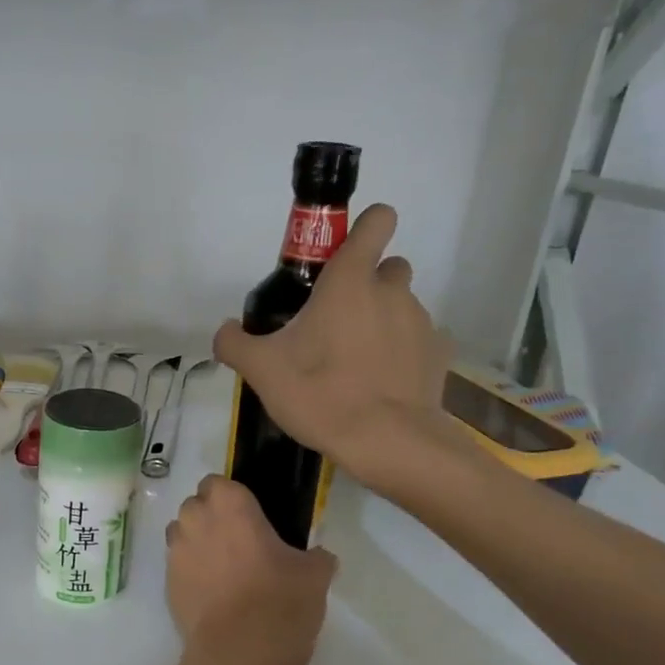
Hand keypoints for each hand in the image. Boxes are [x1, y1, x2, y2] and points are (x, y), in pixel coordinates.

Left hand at [164, 475, 336, 664]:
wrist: (239, 654)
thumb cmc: (280, 601)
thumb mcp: (315, 575)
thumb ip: (316, 557)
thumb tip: (319, 556)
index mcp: (230, 505)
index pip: (218, 482)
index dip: (231, 496)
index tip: (250, 516)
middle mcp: (195, 520)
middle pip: (196, 506)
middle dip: (211, 517)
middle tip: (240, 542)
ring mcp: (176, 553)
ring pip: (181, 534)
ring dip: (197, 542)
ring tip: (224, 569)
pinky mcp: (167, 584)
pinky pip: (178, 567)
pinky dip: (191, 573)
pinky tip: (214, 595)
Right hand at [213, 203, 468, 491]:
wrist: (387, 443)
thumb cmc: (321, 394)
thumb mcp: (261, 370)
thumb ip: (234, 343)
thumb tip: (226, 331)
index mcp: (350, 281)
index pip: (376, 221)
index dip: (364, 227)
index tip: (342, 254)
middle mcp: (392, 291)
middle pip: (388, 266)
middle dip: (367, 284)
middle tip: (338, 322)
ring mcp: (421, 321)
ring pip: (402, 304)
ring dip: (382, 320)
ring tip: (356, 363)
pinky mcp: (439, 354)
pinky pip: (418, 341)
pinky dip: (402, 353)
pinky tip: (382, 384)